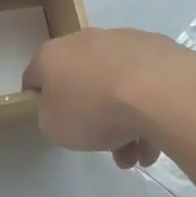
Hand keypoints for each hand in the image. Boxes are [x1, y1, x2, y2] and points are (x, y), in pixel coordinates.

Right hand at [23, 27, 195, 167]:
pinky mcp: (159, 49)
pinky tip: (157, 141)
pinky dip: (148, 110)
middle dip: (92, 116)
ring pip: (117, 86)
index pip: (36, 75)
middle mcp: (85, 40)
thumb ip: (51, 117)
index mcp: (53, 55)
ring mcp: (125, 42)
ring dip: (125, 121)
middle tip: (103, 145)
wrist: (159, 91)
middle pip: (83, 82)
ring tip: (140, 155)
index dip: (40, 100)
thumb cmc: (95, 110)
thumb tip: (61, 110)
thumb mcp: (55, 128)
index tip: (53, 122)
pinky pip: (145, 84)